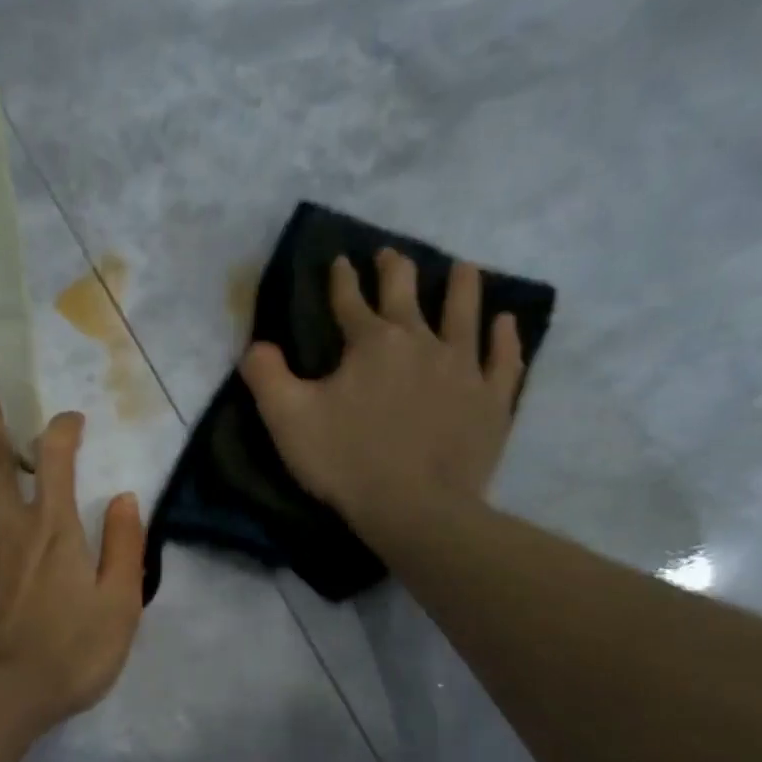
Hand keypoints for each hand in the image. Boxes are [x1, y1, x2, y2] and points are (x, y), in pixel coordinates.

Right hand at [241, 250, 524, 531]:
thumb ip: (266, 376)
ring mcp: (464, 368)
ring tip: (463, 268)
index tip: (340, 261)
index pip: (351, 301)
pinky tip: (505, 323)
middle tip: (391, 255)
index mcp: (371, 344)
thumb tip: (256, 346)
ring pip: (466, 314)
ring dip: (462, 287)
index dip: (342, 280)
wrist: (415, 507)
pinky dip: (505, 337)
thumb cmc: (345, 460)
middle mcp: (422, 342)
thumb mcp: (287, 419)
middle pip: (409, 295)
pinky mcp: (491, 400)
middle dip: (396, 270)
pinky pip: (503, 359)